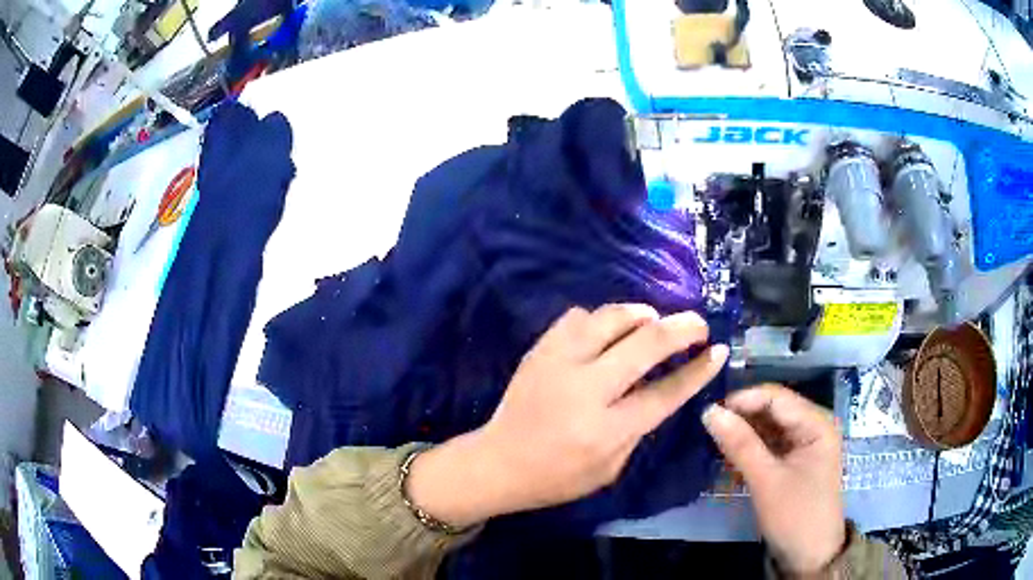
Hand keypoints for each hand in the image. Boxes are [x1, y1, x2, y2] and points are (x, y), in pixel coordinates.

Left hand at [408, 304, 728, 527]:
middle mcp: (585, 390)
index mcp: (606, 430)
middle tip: (698, 323)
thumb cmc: (557, 477)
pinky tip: (608, 331)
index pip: (665, 392)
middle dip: (682, 327)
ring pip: (610, 317)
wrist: (497, 462)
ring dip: (641, 313)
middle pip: (645, 343)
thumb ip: (639, 428)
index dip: (698, 370)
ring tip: (653, 321)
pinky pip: (577, 316)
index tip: (717, 350)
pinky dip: (601, 319)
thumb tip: (663, 387)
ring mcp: (558, 363)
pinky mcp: (539, 349)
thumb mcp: (610, 469)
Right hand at [702, 384, 845, 574]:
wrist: (810, 556)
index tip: (709, 411)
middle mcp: (813, 426)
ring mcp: (804, 444)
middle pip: (773, 409)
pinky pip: (770, 444)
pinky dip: (750, 447)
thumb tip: (709, 411)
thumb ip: (740, 444)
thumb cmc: (795, 515)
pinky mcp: (794, 460)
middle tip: (708, 426)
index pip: (776, 397)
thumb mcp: (766, 480)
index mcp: (817, 423)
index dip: (743, 399)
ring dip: (744, 431)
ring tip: (714, 438)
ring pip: (769, 426)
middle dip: (742, 415)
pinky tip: (730, 453)